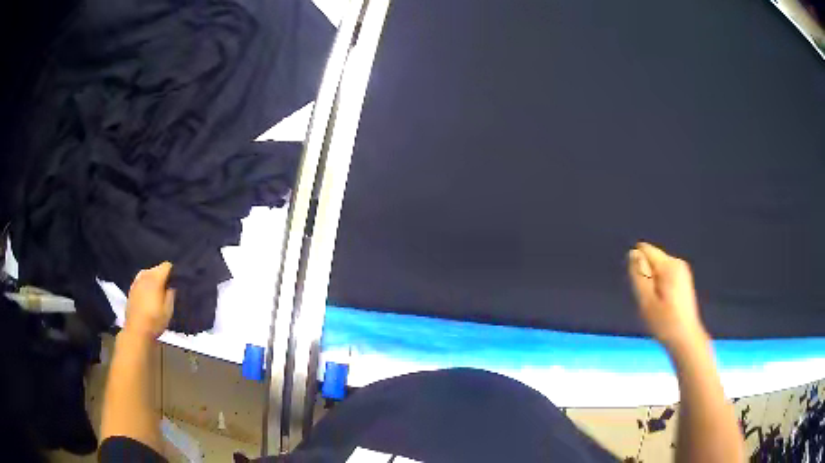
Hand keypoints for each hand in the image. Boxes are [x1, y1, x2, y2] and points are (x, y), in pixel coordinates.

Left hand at [125, 262, 174, 339]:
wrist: (136, 331)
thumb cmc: (154, 321)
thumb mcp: (168, 310)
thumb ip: (171, 294)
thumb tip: (172, 286)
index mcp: (155, 279)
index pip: (166, 266)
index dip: (173, 272)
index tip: (176, 282)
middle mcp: (145, 276)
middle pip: (156, 268)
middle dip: (163, 276)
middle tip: (167, 290)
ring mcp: (136, 282)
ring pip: (148, 274)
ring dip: (153, 280)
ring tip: (157, 292)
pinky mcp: (131, 289)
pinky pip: (141, 280)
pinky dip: (146, 284)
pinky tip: (147, 295)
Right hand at [627, 242, 706, 349]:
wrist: (686, 339)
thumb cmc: (665, 322)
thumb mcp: (646, 301)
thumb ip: (638, 275)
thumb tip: (633, 253)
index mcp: (669, 265)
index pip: (645, 249)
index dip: (636, 266)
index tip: (639, 288)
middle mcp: (677, 262)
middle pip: (652, 258)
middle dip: (645, 275)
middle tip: (647, 300)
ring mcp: (682, 271)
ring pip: (657, 268)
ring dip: (651, 283)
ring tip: (654, 304)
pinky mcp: (683, 280)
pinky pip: (664, 275)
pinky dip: (659, 287)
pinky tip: (662, 304)